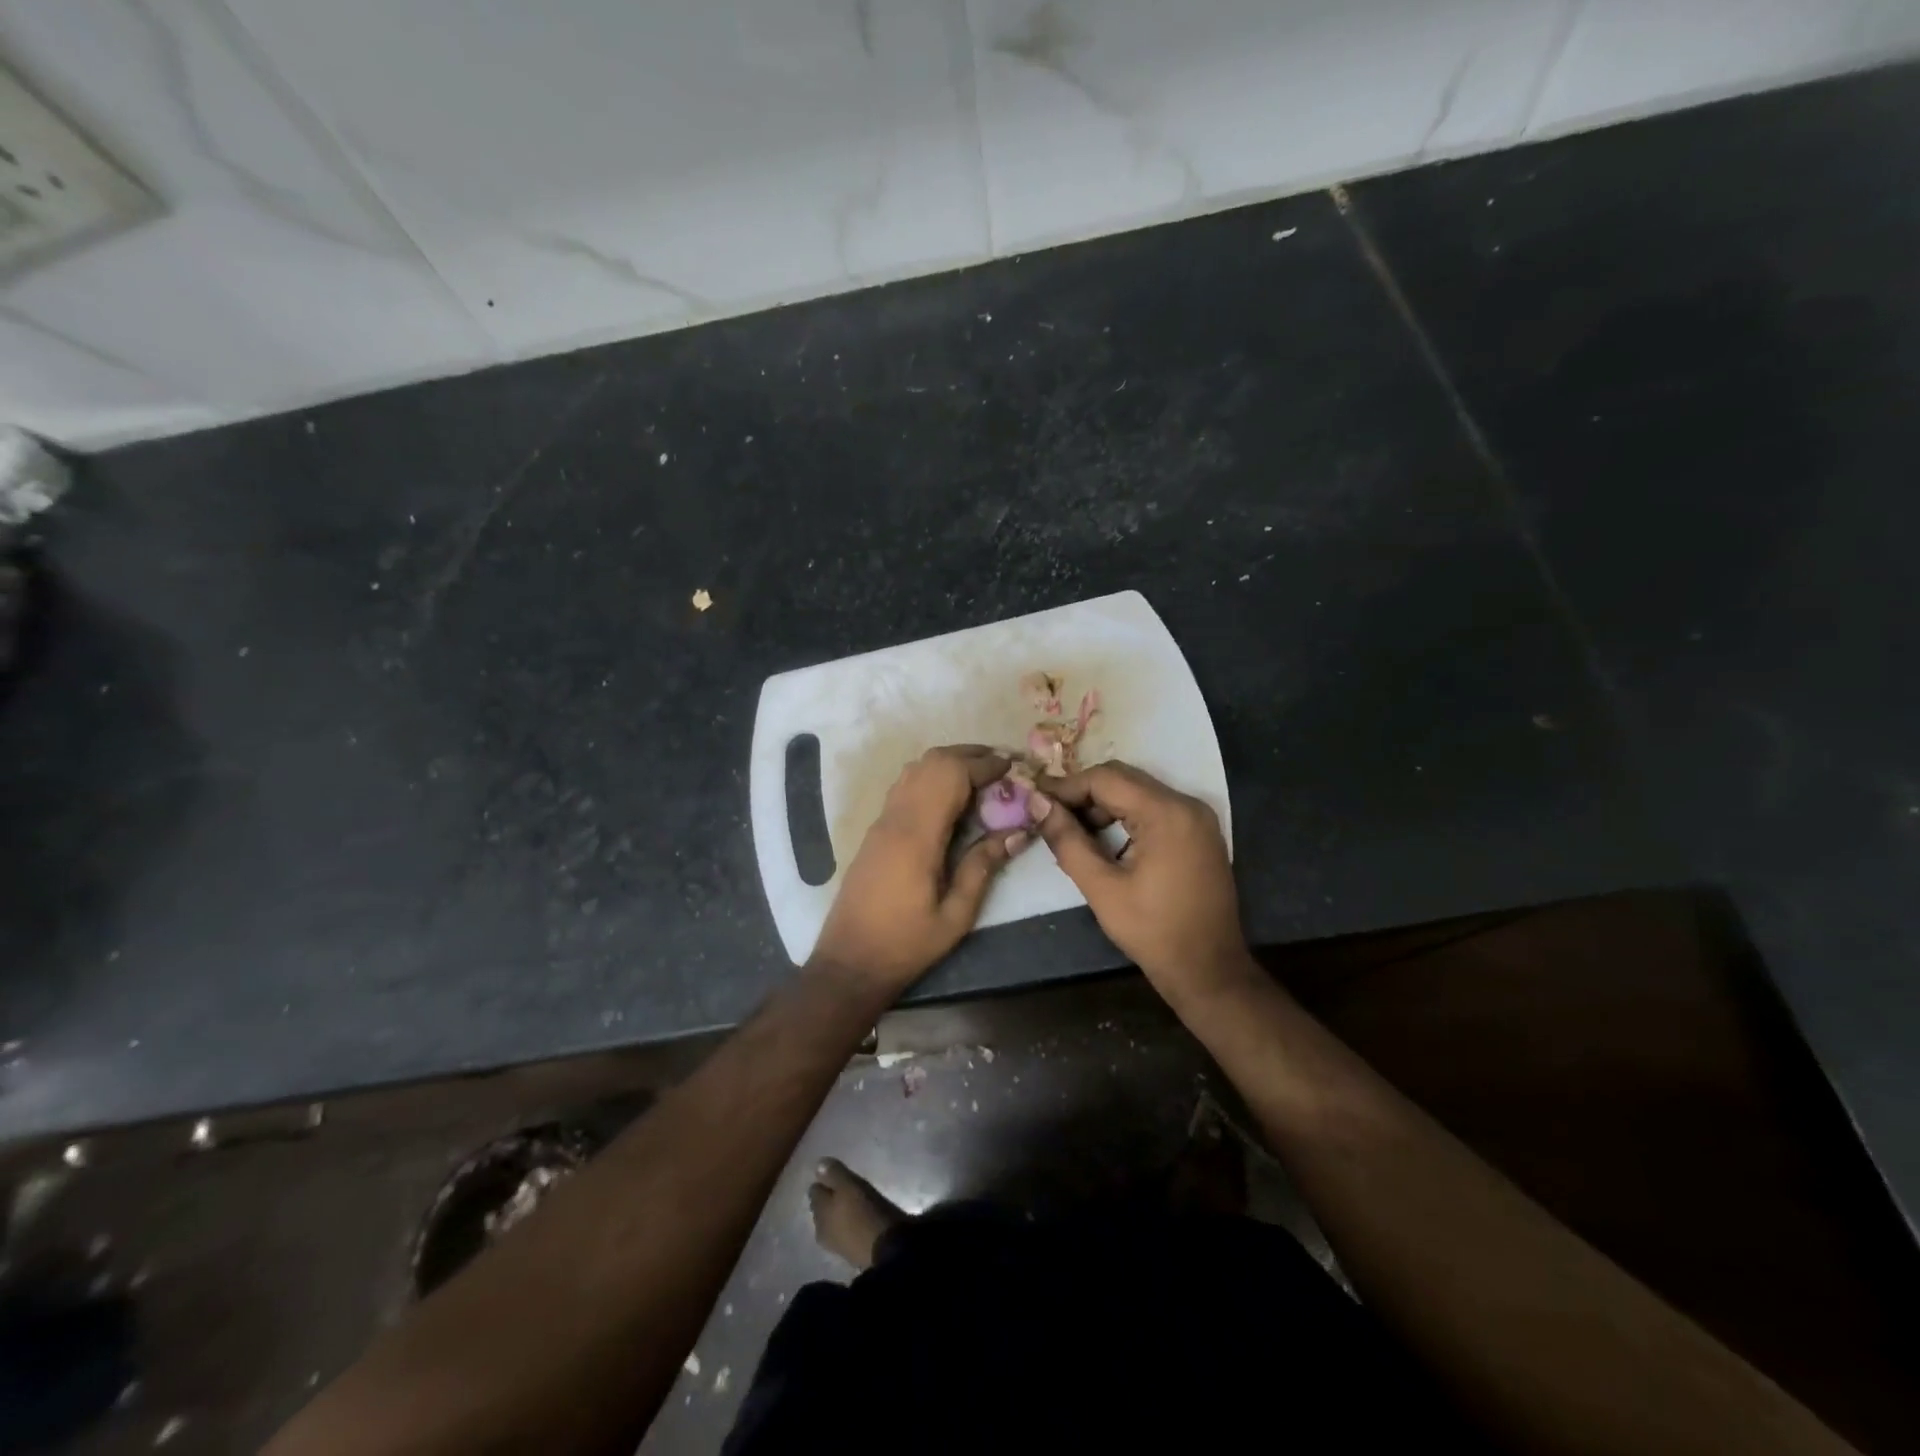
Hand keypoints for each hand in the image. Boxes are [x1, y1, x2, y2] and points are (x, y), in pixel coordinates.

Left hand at [809, 746, 1028, 992]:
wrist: (849, 962)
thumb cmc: (906, 944)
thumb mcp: (956, 915)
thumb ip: (983, 867)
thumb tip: (1018, 832)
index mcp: (917, 836)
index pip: (951, 776)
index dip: (984, 765)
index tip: (1013, 768)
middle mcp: (896, 818)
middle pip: (931, 762)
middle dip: (969, 755)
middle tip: (1002, 767)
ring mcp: (881, 821)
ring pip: (915, 769)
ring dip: (949, 763)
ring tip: (982, 777)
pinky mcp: (875, 831)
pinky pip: (905, 786)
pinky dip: (931, 777)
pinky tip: (951, 798)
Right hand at [1030, 761, 1250, 1003]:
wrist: (1209, 971)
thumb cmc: (1153, 932)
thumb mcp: (1101, 888)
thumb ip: (1067, 840)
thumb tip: (1037, 804)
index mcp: (1166, 813)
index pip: (1105, 779)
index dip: (1066, 786)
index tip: (1036, 802)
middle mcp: (1186, 804)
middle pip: (1123, 779)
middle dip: (1083, 794)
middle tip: (1049, 816)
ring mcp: (1197, 818)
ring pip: (1138, 792)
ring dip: (1102, 805)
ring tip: (1072, 831)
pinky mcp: (1198, 832)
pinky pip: (1154, 808)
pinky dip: (1125, 816)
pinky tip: (1102, 839)